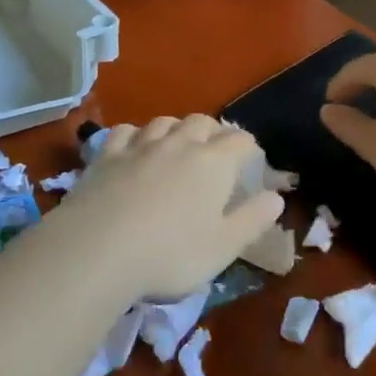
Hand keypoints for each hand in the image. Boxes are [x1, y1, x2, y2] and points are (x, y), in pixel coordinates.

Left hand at [55, 114, 283, 299]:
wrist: (97, 249)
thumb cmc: (170, 254)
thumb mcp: (223, 248)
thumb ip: (252, 220)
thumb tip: (277, 197)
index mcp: (214, 162)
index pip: (240, 140)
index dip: (249, 149)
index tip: (250, 164)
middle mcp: (180, 143)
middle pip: (202, 122)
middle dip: (213, 132)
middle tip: (214, 154)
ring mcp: (141, 145)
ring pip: (165, 122)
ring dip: (176, 130)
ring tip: (176, 147)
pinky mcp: (107, 154)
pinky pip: (126, 132)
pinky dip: (135, 136)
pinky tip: (133, 149)